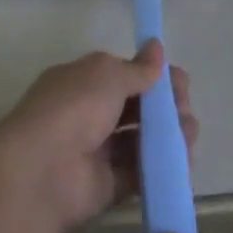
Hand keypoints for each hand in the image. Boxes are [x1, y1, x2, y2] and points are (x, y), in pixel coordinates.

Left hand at [0, 42, 197, 232]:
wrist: (43, 170)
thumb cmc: (74, 107)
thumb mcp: (107, 75)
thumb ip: (137, 69)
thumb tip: (157, 47)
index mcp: (83, 81)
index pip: (124, 74)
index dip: (152, 76)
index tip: (180, 81)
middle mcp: (89, 113)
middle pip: (135, 107)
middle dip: (164, 105)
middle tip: (186, 109)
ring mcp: (98, 150)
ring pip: (140, 139)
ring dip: (167, 134)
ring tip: (189, 133)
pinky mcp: (107, 185)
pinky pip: (139, 172)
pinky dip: (161, 165)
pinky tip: (183, 159)